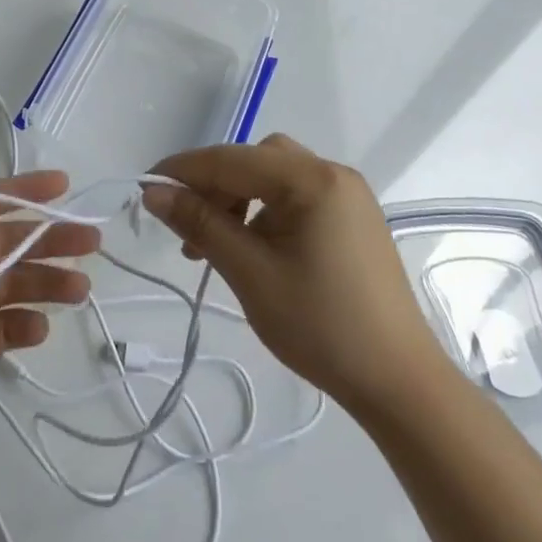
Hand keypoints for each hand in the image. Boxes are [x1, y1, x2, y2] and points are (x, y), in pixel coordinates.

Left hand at [0, 118, 99, 459]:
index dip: (23, 192)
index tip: (62, 185)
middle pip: (7, 244)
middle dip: (49, 238)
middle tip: (90, 238)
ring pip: (12, 286)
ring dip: (47, 282)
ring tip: (79, 286)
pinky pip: (2, 332)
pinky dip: (25, 327)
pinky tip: (43, 326)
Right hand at [140, 134, 449, 411]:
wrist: (399, 382)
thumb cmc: (320, 326)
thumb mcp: (249, 272)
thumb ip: (200, 223)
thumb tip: (153, 191)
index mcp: (311, 179)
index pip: (231, 159)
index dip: (183, 170)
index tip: (143, 188)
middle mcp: (332, 174)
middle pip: (254, 160)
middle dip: (213, 186)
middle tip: (185, 227)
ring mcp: (347, 196)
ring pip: (273, 177)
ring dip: (237, 199)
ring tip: (215, 244)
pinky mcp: (352, 219)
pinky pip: (295, 197)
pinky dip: (265, 211)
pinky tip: (253, 247)